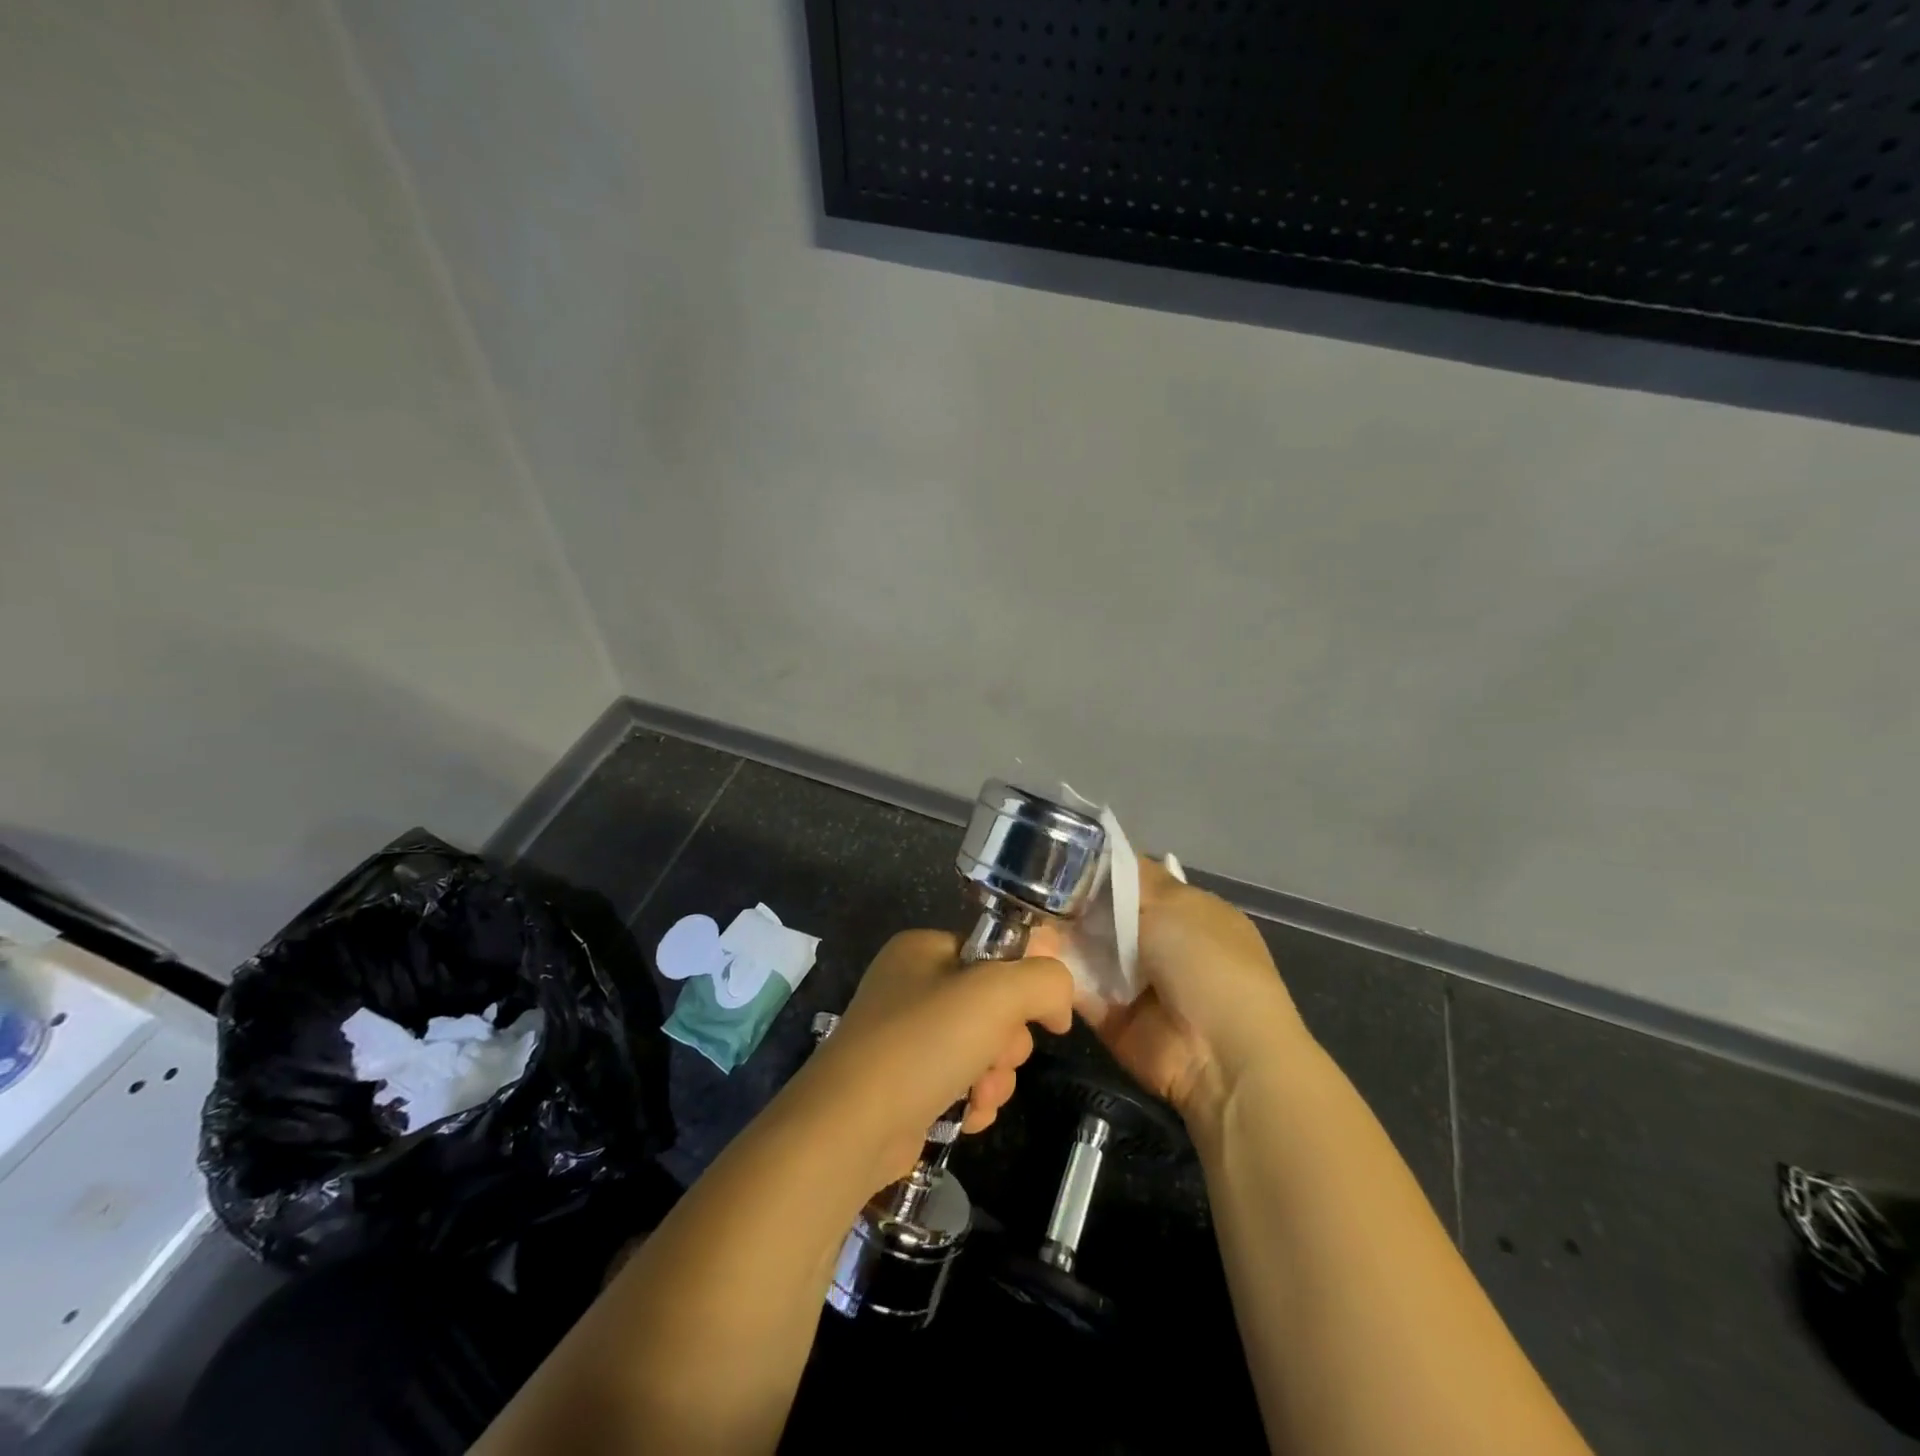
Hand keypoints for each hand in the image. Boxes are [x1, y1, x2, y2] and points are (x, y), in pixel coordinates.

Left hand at [797, 931, 1074, 1189]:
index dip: (1025, 982)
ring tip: (981, 1095)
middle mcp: (912, 985)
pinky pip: (962, 1081)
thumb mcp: (996, 994)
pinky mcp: (906, 1083)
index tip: (1042, 1015)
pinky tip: (969, 1116)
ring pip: (984, 1048)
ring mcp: (906, 1037)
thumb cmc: (922, 1043)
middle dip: (1008, 1041)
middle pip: (995, 1004)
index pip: (996, 952)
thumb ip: (1044, 981)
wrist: (851, 1127)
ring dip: (996, 1076)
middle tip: (995, 1057)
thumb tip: (1058, 1006)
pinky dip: (974, 1100)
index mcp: (924, 949)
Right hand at [1034, 860, 1311, 1128]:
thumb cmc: (1207, 962)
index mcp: (1186, 911)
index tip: (1056, 856)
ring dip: (1057, 936)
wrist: (1221, 1055)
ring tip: (1021, 916)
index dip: (1097, 869)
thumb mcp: (1174, 903)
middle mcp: (1159, 943)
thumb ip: (1132, 879)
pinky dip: (1056, 973)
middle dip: (1069, 903)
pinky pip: (1076, 988)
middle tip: (1028, 888)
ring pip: (1085, 950)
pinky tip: (1029, 952)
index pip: (1133, 880)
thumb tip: (1102, 853)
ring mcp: (1134, 982)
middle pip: (1103, 914)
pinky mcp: (1110, 1016)